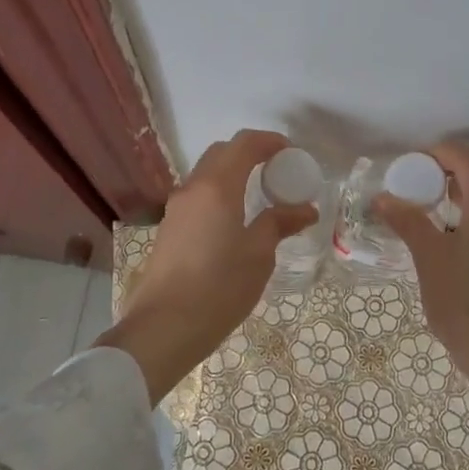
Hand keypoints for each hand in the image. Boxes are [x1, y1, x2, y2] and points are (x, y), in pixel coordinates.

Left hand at [100, 128, 318, 402]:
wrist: (163, 327)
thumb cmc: (219, 287)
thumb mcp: (259, 255)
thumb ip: (280, 224)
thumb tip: (305, 209)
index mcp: (217, 187)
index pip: (243, 144)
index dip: (269, 141)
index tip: (291, 152)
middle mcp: (192, 189)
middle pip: (221, 154)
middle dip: (250, 154)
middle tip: (277, 172)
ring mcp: (176, 210)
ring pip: (206, 176)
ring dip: (232, 175)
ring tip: (259, 198)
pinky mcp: (168, 230)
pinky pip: (198, 198)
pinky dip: (219, 195)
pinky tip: (235, 222)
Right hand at [373, 142, 468, 388]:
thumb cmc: (466, 304)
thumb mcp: (430, 259)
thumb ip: (408, 222)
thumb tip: (383, 197)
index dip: (440, 154)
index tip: (410, 166)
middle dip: (456, 165)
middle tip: (423, 179)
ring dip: (468, 186)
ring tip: (432, 201)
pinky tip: (451, 230)